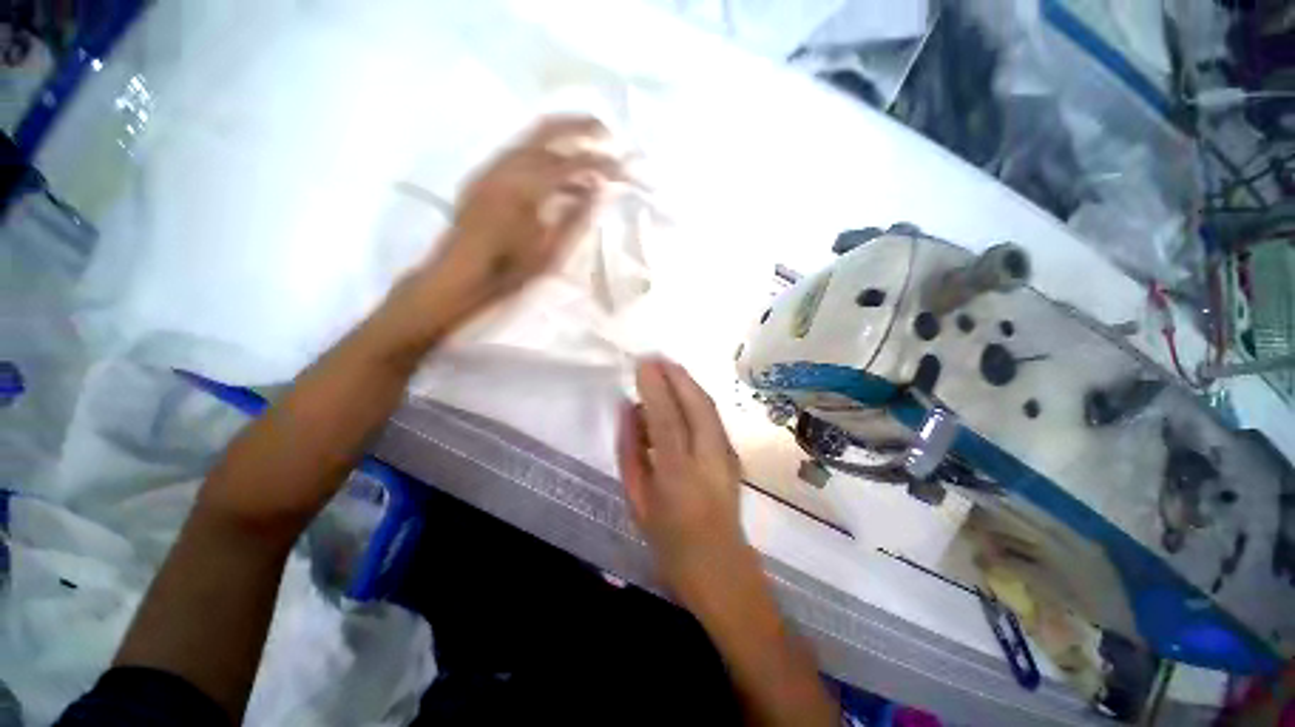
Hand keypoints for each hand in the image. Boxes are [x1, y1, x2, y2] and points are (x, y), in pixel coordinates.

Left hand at [396, 115, 625, 337]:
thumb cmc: (509, 269)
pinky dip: (543, 157)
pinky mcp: (485, 176)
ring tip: (586, 153)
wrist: (462, 274)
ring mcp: (493, 167)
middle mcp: (507, 166)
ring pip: (531, 140)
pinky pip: (519, 155)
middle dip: (579, 126)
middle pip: (547, 130)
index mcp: (527, 186)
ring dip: (561, 141)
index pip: (572, 163)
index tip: (621, 168)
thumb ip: (576, 216)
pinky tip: (556, 175)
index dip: (600, 164)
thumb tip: (597, 191)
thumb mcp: (551, 249)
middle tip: (605, 131)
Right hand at [617, 358, 751, 605]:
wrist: (720, 568)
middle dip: (676, 374)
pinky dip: (695, 397)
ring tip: (666, 368)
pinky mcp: (733, 454)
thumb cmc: (669, 540)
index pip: (667, 419)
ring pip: (708, 406)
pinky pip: (712, 416)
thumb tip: (628, 410)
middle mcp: (708, 459)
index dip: (655, 387)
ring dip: (687, 382)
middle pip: (696, 403)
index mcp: (679, 476)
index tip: (642, 363)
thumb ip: (631, 451)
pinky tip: (681, 393)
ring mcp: (727, 455)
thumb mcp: (637, 499)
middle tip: (655, 357)